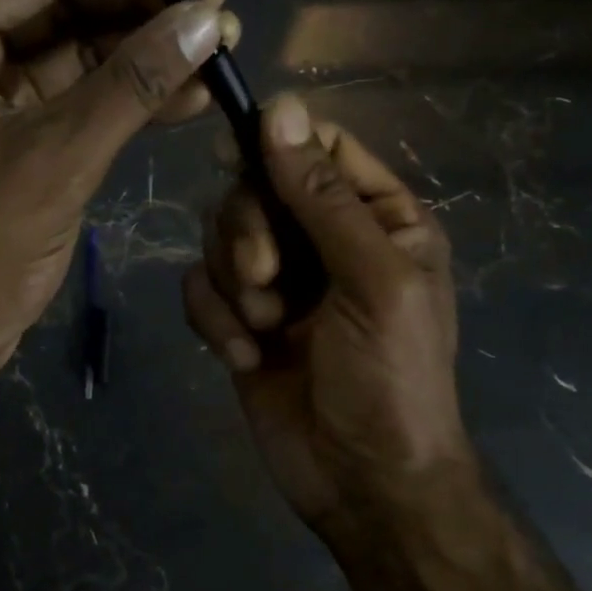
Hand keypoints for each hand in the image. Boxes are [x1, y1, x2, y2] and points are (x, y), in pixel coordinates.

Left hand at [0, 0, 238, 393]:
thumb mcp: (59, 157)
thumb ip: (132, 82)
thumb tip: (204, 19)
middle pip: (60, 6)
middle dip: (141, 4)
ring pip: (76, 52)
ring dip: (144, 49)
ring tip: (218, 43)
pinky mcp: (12, 134)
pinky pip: (77, 97)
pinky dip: (129, 95)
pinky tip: (190, 93)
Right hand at [183, 94, 476, 537]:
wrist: (363, 484)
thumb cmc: (391, 378)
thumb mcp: (372, 280)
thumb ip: (322, 196)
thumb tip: (279, 106)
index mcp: (375, 217)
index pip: (319, 148)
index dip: (277, 146)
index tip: (238, 161)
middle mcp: (323, 238)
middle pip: (255, 187)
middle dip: (249, 232)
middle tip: (266, 280)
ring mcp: (278, 279)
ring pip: (219, 235)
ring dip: (234, 283)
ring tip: (266, 329)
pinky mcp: (238, 318)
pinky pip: (200, 287)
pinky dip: (214, 320)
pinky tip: (245, 358)